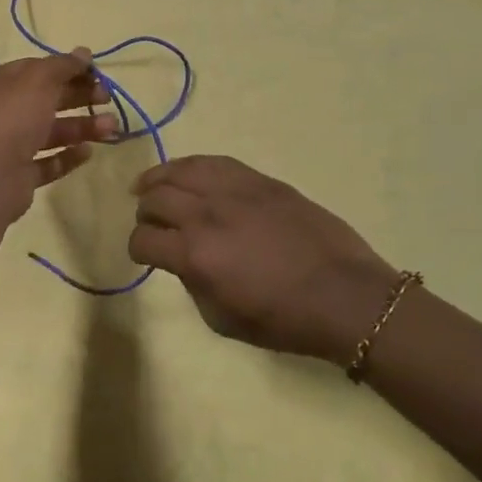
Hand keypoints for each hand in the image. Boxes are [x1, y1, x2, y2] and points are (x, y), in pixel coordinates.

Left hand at [0, 48, 116, 220]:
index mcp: (1, 83)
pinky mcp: (21, 174)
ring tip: (110, 128)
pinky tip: (87, 152)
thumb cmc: (13, 117)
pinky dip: (68, 156)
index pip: (39, 69)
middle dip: (80, 97)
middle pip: (48, 99)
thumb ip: (63, 65)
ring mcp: (11, 145)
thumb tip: (84, 52)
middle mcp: (4, 111)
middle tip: (107, 99)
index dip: (68, 68)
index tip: (97, 73)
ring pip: (52, 131)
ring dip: (82, 127)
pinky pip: (49, 162)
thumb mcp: (39, 79)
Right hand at [128, 155, 399, 363]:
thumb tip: (183, 260)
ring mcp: (234, 190)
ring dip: (158, 179)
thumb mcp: (222, 320)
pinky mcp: (258, 179)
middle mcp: (206, 214)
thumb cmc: (284, 320)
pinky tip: (187, 173)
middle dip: (145, 213)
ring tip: (150, 185)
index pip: (143, 239)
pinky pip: (214, 161)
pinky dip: (192, 166)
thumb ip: (192, 284)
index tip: (144, 254)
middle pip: (155, 198)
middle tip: (150, 223)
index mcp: (195, 255)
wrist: (344, 295)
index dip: (137, 248)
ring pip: (180, 169)